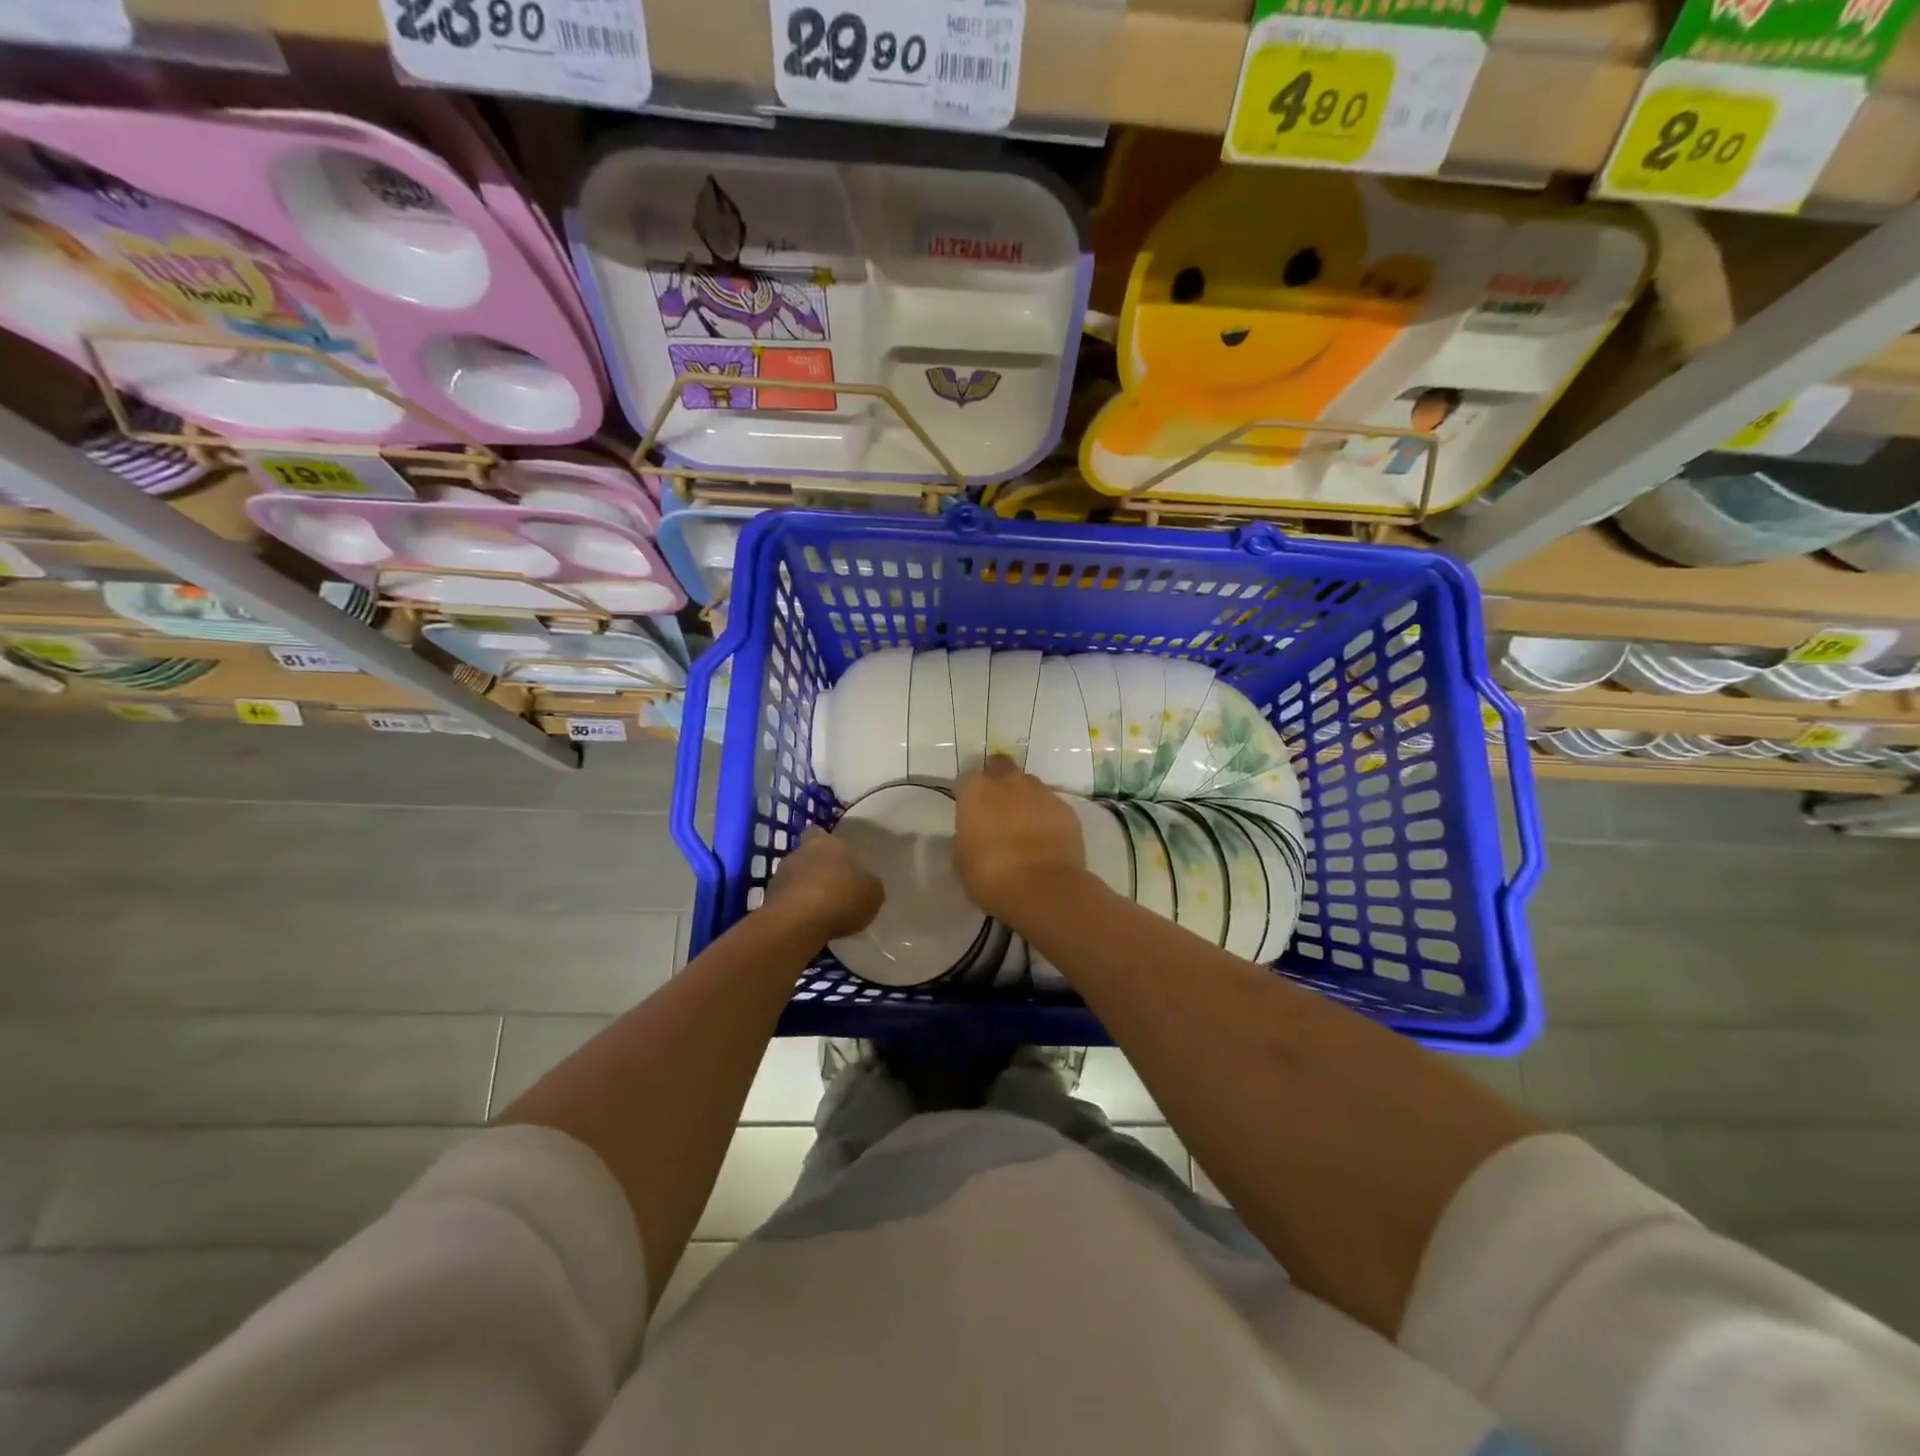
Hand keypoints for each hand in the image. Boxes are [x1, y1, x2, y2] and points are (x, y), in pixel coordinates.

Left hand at [767, 827, 883, 940]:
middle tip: (833, 887)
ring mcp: (778, 878)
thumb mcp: (872, 892)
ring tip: (821, 911)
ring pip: (793, 880)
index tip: (836, 856)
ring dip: (804, 891)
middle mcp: (798, 854)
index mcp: (824, 843)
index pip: (818, 833)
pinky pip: (786, 903)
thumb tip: (865, 884)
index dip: (826, 844)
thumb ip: (868, 884)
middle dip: (816, 870)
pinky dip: (795, 911)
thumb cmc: (841, 897)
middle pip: (806, 857)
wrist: (798, 923)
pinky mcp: (768, 903)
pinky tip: (808, 925)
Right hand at [954, 756, 1086, 920]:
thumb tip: (975, 832)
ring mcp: (1042, 792)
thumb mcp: (961, 859)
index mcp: (977, 789)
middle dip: (999, 783)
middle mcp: (1009, 781)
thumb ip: (966, 836)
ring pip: (1030, 786)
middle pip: (1001, 769)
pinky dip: (1047, 817)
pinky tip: (1047, 840)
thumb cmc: (990, 874)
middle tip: (998, 810)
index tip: (970, 811)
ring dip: (1025, 800)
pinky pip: (1052, 806)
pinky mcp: (1067, 809)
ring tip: (1025, 827)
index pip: (967, 779)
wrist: (1042, 888)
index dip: (969, 794)